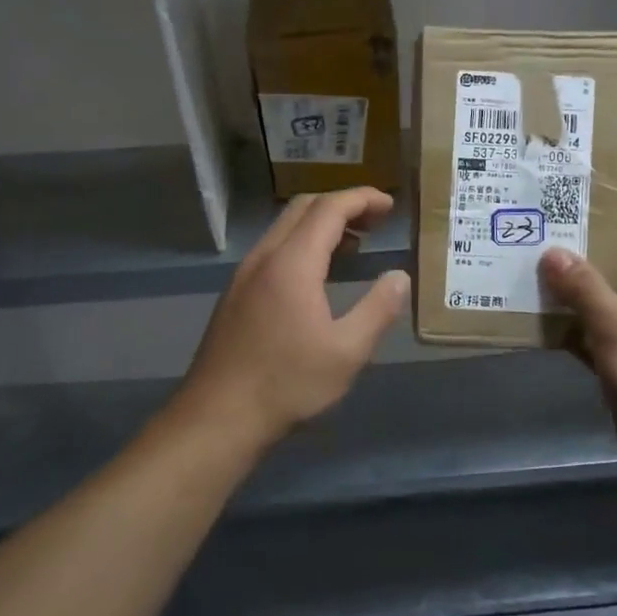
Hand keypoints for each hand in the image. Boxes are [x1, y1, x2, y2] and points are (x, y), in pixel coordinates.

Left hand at [182, 188, 411, 447]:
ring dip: (321, 225)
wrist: (217, 417)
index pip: (329, 208)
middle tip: (376, 221)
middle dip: (342, 205)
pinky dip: (302, 244)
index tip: (389, 204)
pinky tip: (318, 275)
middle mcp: (265, 257)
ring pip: (285, 228)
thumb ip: (378, 309)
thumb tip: (399, 277)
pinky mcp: (235, 294)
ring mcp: (245, 274)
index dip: (362, 198)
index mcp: (292, 262)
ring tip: (354, 245)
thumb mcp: (347, 352)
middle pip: (304, 208)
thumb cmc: (287, 383)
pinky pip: (274, 249)